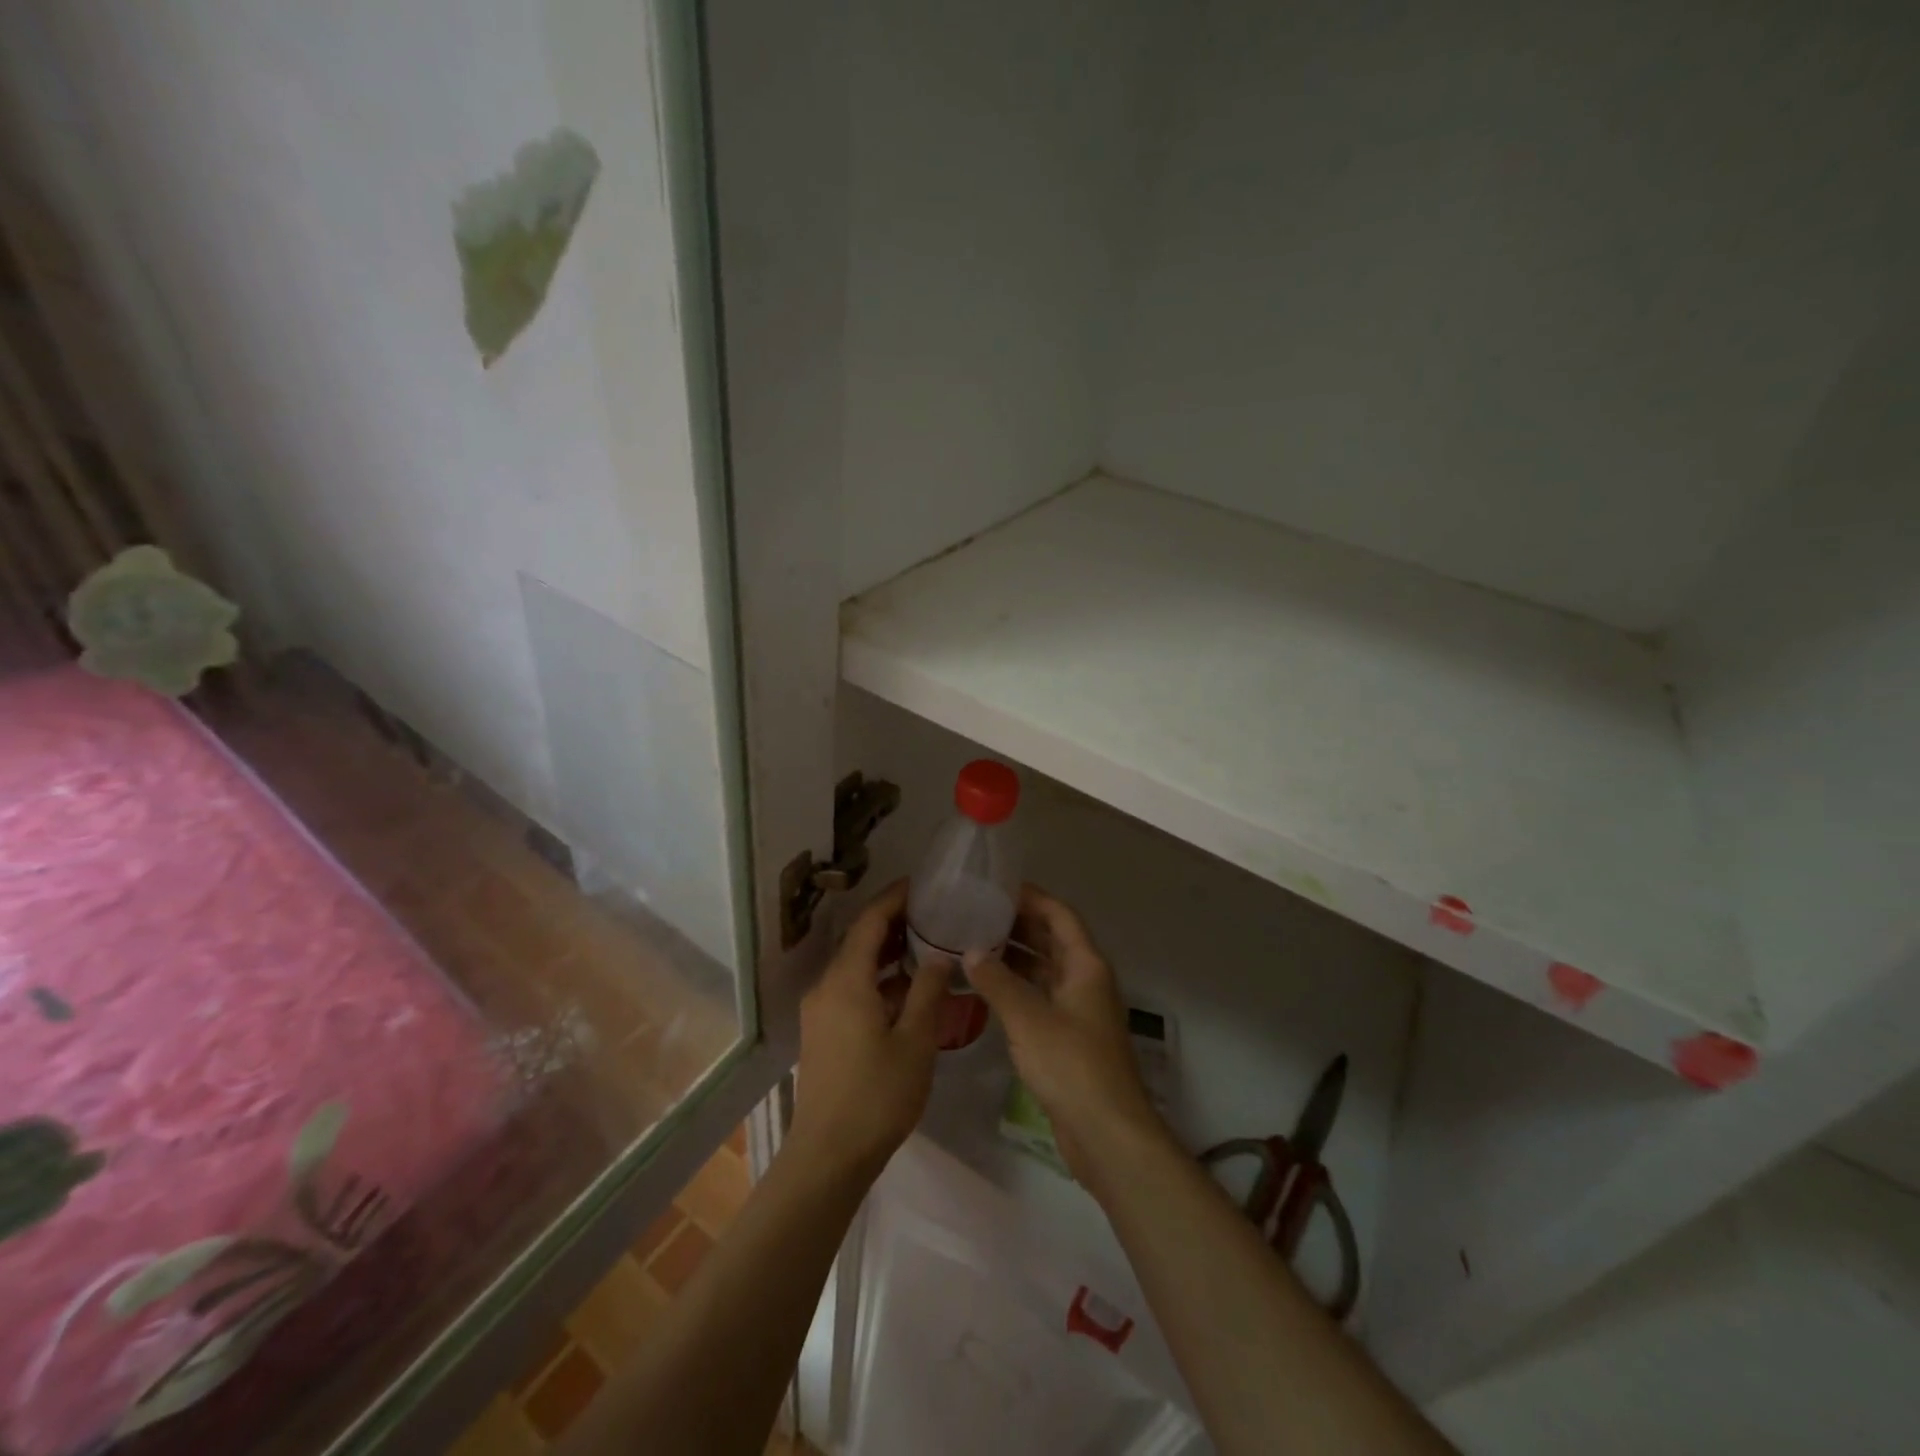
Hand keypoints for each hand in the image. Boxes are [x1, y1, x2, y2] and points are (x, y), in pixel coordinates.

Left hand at [788, 881, 948, 1181]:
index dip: (895, 898)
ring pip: (856, 967)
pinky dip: (879, 979)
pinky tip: (908, 989)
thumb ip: (928, 990)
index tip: (923, 884)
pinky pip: (852, 989)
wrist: (828, 1156)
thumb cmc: (877, 1095)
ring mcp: (821, 1011)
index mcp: (847, 980)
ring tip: (928, 944)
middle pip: (860, 940)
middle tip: (934, 912)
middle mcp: (827, 987)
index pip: (870, 922)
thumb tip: (940, 954)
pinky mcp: (822, 1032)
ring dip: (888, 953)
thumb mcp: (915, 1040)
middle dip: (895, 923)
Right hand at [964, 885, 1170, 1190]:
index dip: (1033, 898)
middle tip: (977, 913)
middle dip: (1018, 924)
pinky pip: (1039, 996)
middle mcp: (1085, 980)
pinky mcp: (1068, 1036)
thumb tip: (970, 951)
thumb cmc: (1071, 1065)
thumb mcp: (1028, 1018)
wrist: (1105, 1132)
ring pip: (1044, 969)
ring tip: (973, 943)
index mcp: (1086, 966)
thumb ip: (997, 981)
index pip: (1060, 916)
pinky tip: (986, 987)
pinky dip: (1016, 986)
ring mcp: (1078, 1010)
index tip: (998, 887)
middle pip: (1052, 939)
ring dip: (1015, 956)